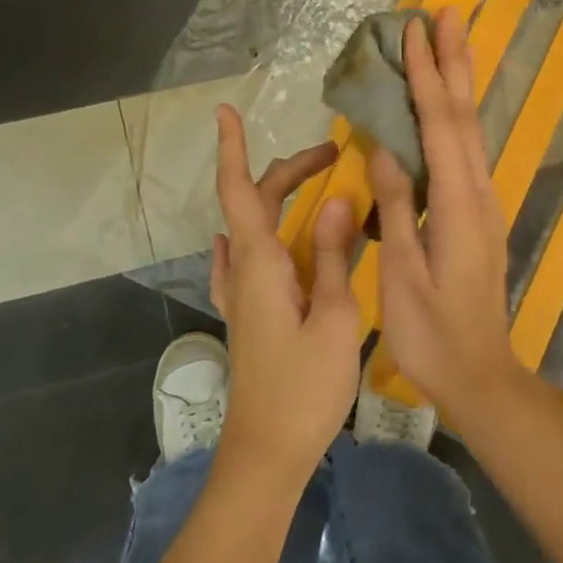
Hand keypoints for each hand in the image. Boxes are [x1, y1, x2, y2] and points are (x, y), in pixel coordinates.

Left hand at [210, 107, 362, 482]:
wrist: (267, 451)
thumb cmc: (305, 387)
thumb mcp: (334, 317)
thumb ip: (333, 256)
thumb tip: (337, 199)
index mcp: (260, 264)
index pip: (241, 191)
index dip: (233, 149)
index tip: (226, 110)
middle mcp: (243, 271)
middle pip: (254, 203)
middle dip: (288, 170)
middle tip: (333, 155)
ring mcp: (241, 295)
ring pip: (252, 229)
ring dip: (279, 199)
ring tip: (317, 187)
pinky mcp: (248, 315)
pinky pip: (247, 259)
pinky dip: (260, 233)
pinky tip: (268, 239)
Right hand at [367, 9, 518, 410]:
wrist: (479, 372)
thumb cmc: (432, 333)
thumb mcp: (403, 275)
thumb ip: (399, 208)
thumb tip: (385, 148)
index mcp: (457, 204)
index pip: (440, 125)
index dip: (425, 75)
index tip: (414, 31)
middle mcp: (478, 193)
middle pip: (465, 115)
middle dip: (454, 62)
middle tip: (447, 13)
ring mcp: (483, 203)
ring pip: (470, 130)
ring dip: (460, 83)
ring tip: (450, 42)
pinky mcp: (478, 215)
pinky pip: (467, 152)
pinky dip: (456, 117)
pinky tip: (446, 109)